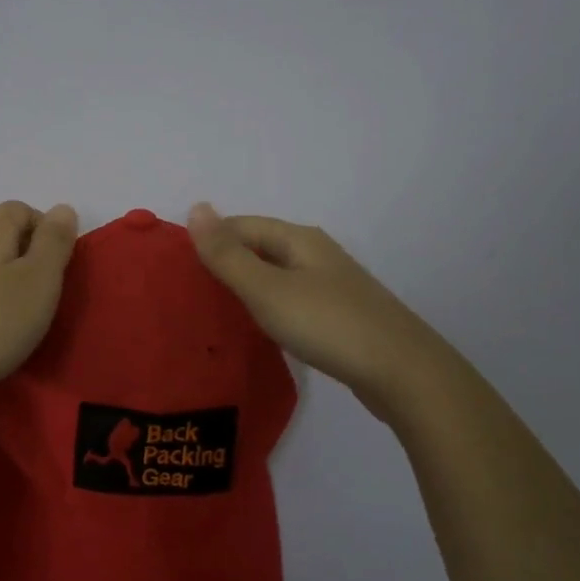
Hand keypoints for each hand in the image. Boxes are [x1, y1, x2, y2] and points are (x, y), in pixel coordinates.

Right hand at [187, 203, 433, 413]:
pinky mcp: (339, 316)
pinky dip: (267, 307)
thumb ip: (228, 255)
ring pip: (275, 275)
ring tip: (212, 310)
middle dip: (224, 263)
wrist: (403, 373)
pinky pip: (291, 300)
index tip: (176, 268)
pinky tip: (256, 327)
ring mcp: (331, 286)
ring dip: (245, 286)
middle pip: (259, 248)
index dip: (208, 240)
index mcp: (299, 239)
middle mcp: (316, 254)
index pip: (241, 225)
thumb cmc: (328, 324)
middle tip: (187, 291)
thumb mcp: (267, 289)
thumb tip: (195, 207)